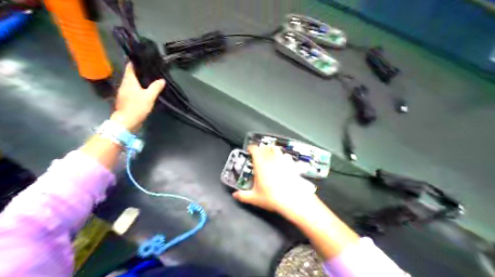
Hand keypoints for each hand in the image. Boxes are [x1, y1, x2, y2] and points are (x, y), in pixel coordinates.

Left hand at [112, 62, 165, 131]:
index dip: (135, 62)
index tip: (143, 60)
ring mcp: (123, 92)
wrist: (126, 122)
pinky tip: (144, 91)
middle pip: (130, 75)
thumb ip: (155, 87)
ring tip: (149, 80)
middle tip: (150, 70)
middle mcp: (123, 84)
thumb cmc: (136, 107)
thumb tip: (162, 80)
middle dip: (139, 72)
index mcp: (128, 81)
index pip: (130, 67)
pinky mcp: (125, 100)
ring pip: (131, 83)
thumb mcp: (149, 97)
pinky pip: (131, 90)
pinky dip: (137, 89)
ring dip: (138, 81)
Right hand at [234, 146, 316, 212]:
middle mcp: (271, 160)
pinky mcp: (292, 165)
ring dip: (272, 149)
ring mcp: (283, 161)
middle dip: (261, 148)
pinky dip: (283, 156)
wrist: (293, 200)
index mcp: (260, 164)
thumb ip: (243, 196)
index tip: (249, 151)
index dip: (251, 148)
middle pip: (266, 147)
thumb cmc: (271, 197)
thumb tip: (234, 195)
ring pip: (277, 149)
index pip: (255, 149)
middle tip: (259, 153)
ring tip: (270, 154)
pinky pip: (287, 156)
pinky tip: (283, 161)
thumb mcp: (254, 198)